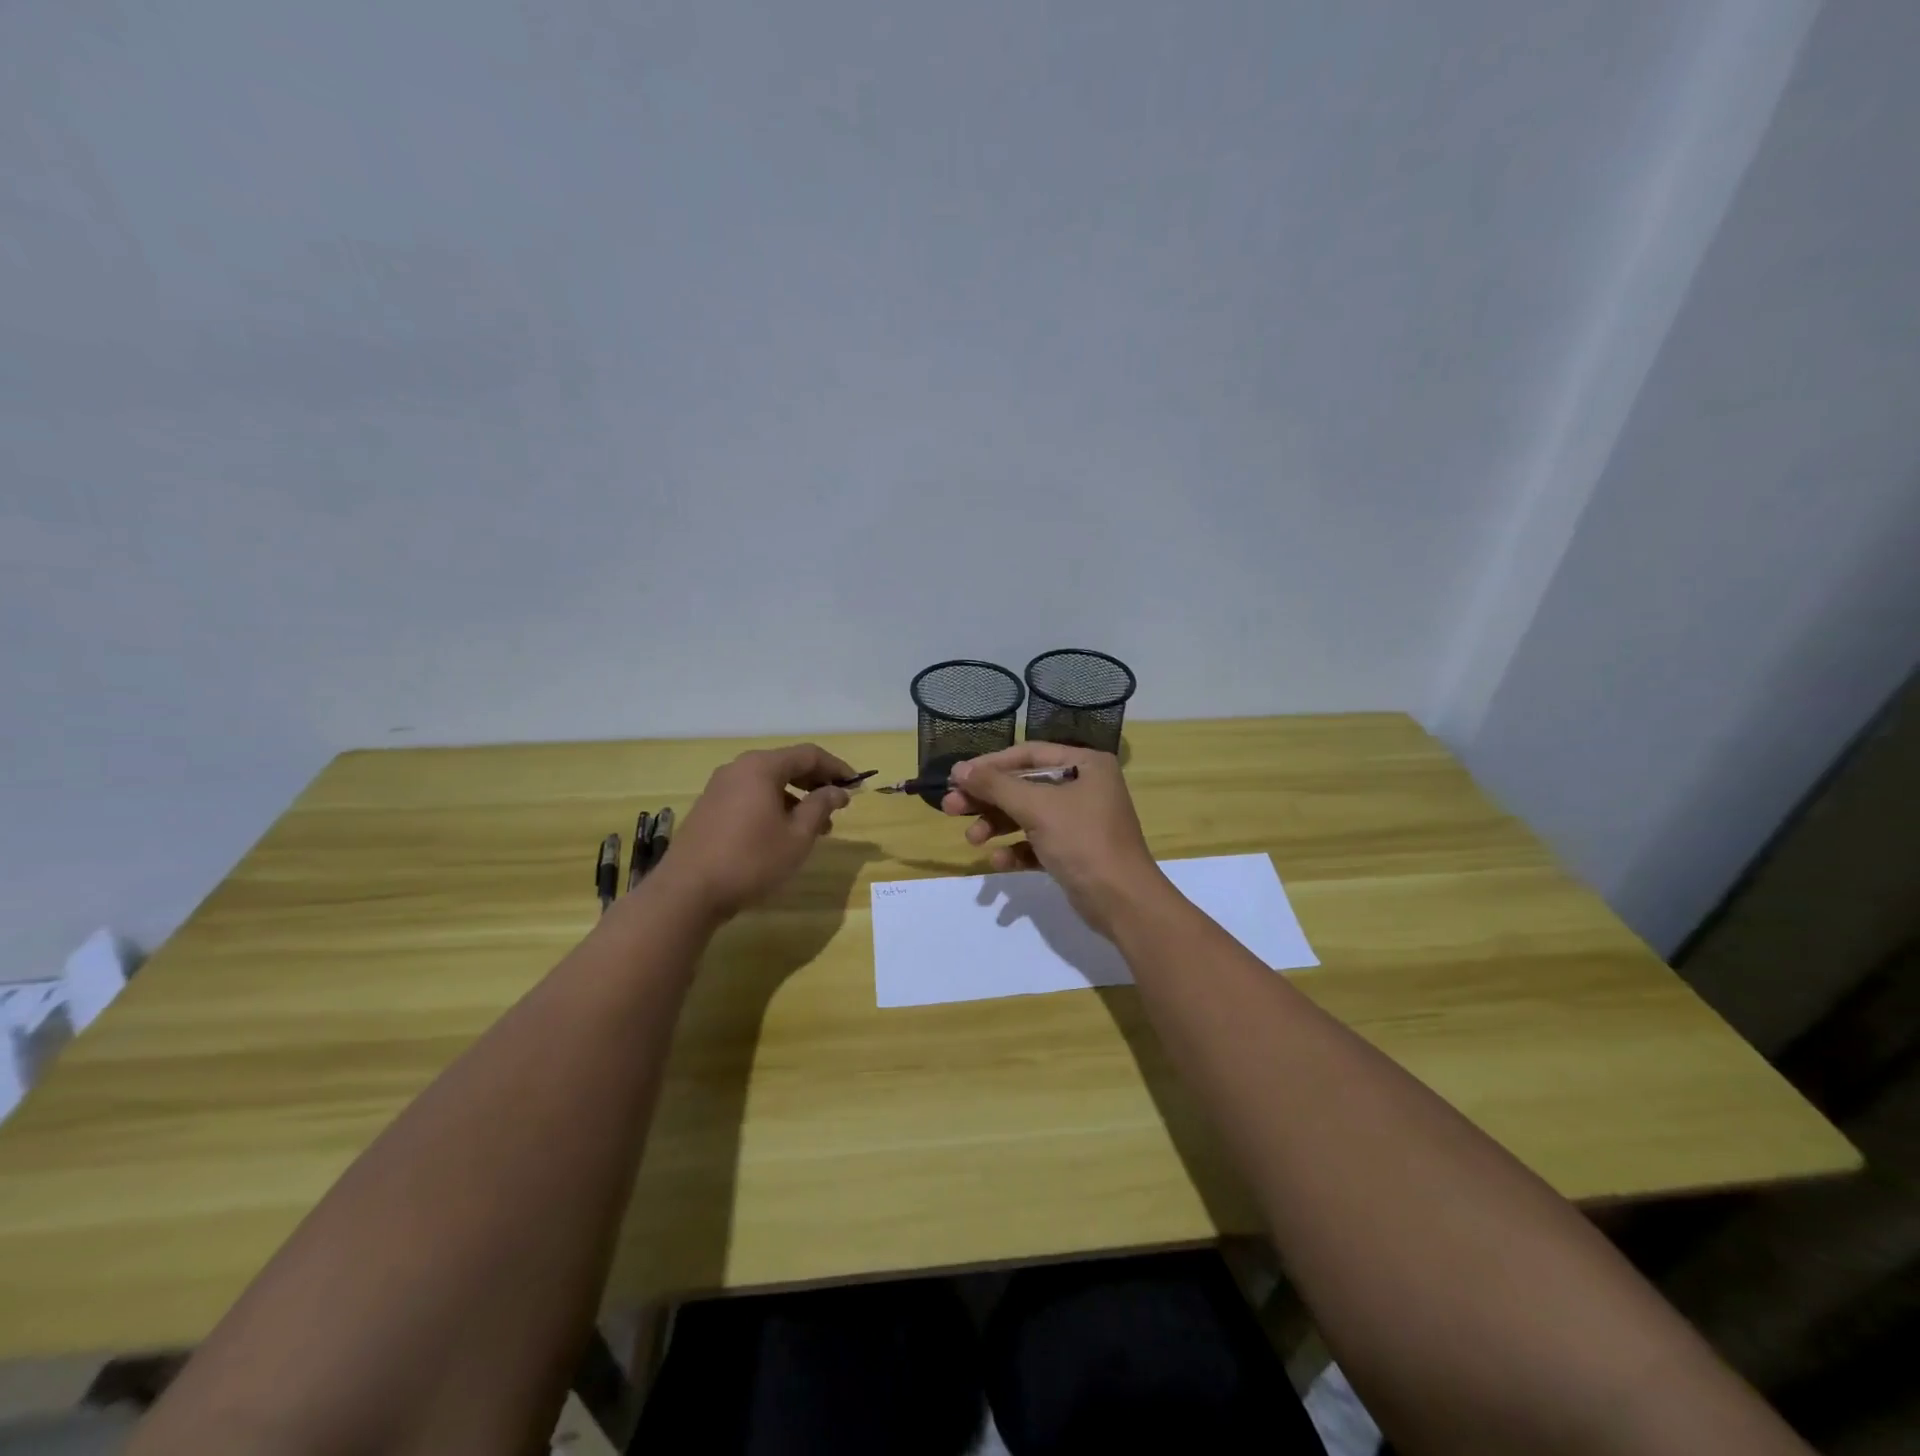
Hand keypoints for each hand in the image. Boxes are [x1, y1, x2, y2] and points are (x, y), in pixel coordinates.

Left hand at [656, 744, 853, 919]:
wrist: (687, 892)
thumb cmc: (751, 859)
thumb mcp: (797, 836)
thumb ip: (820, 807)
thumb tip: (837, 791)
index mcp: (761, 767)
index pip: (809, 755)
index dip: (836, 768)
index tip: (857, 785)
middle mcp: (738, 768)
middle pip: (787, 765)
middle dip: (816, 782)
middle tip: (838, 804)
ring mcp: (720, 788)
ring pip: (768, 783)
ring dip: (796, 798)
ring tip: (816, 827)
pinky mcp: (709, 808)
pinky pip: (751, 796)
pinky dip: (774, 806)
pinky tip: (783, 833)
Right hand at [942, 743, 1166, 938]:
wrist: (1123, 902)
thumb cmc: (1083, 842)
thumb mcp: (1037, 808)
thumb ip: (996, 786)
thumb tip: (959, 769)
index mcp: (1085, 765)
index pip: (1028, 754)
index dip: (990, 765)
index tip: (957, 778)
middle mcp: (1084, 787)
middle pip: (1024, 785)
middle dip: (988, 799)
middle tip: (951, 808)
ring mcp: (1080, 820)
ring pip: (1027, 815)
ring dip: (997, 825)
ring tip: (973, 839)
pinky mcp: (1074, 851)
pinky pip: (1037, 843)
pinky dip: (1016, 849)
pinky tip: (999, 861)